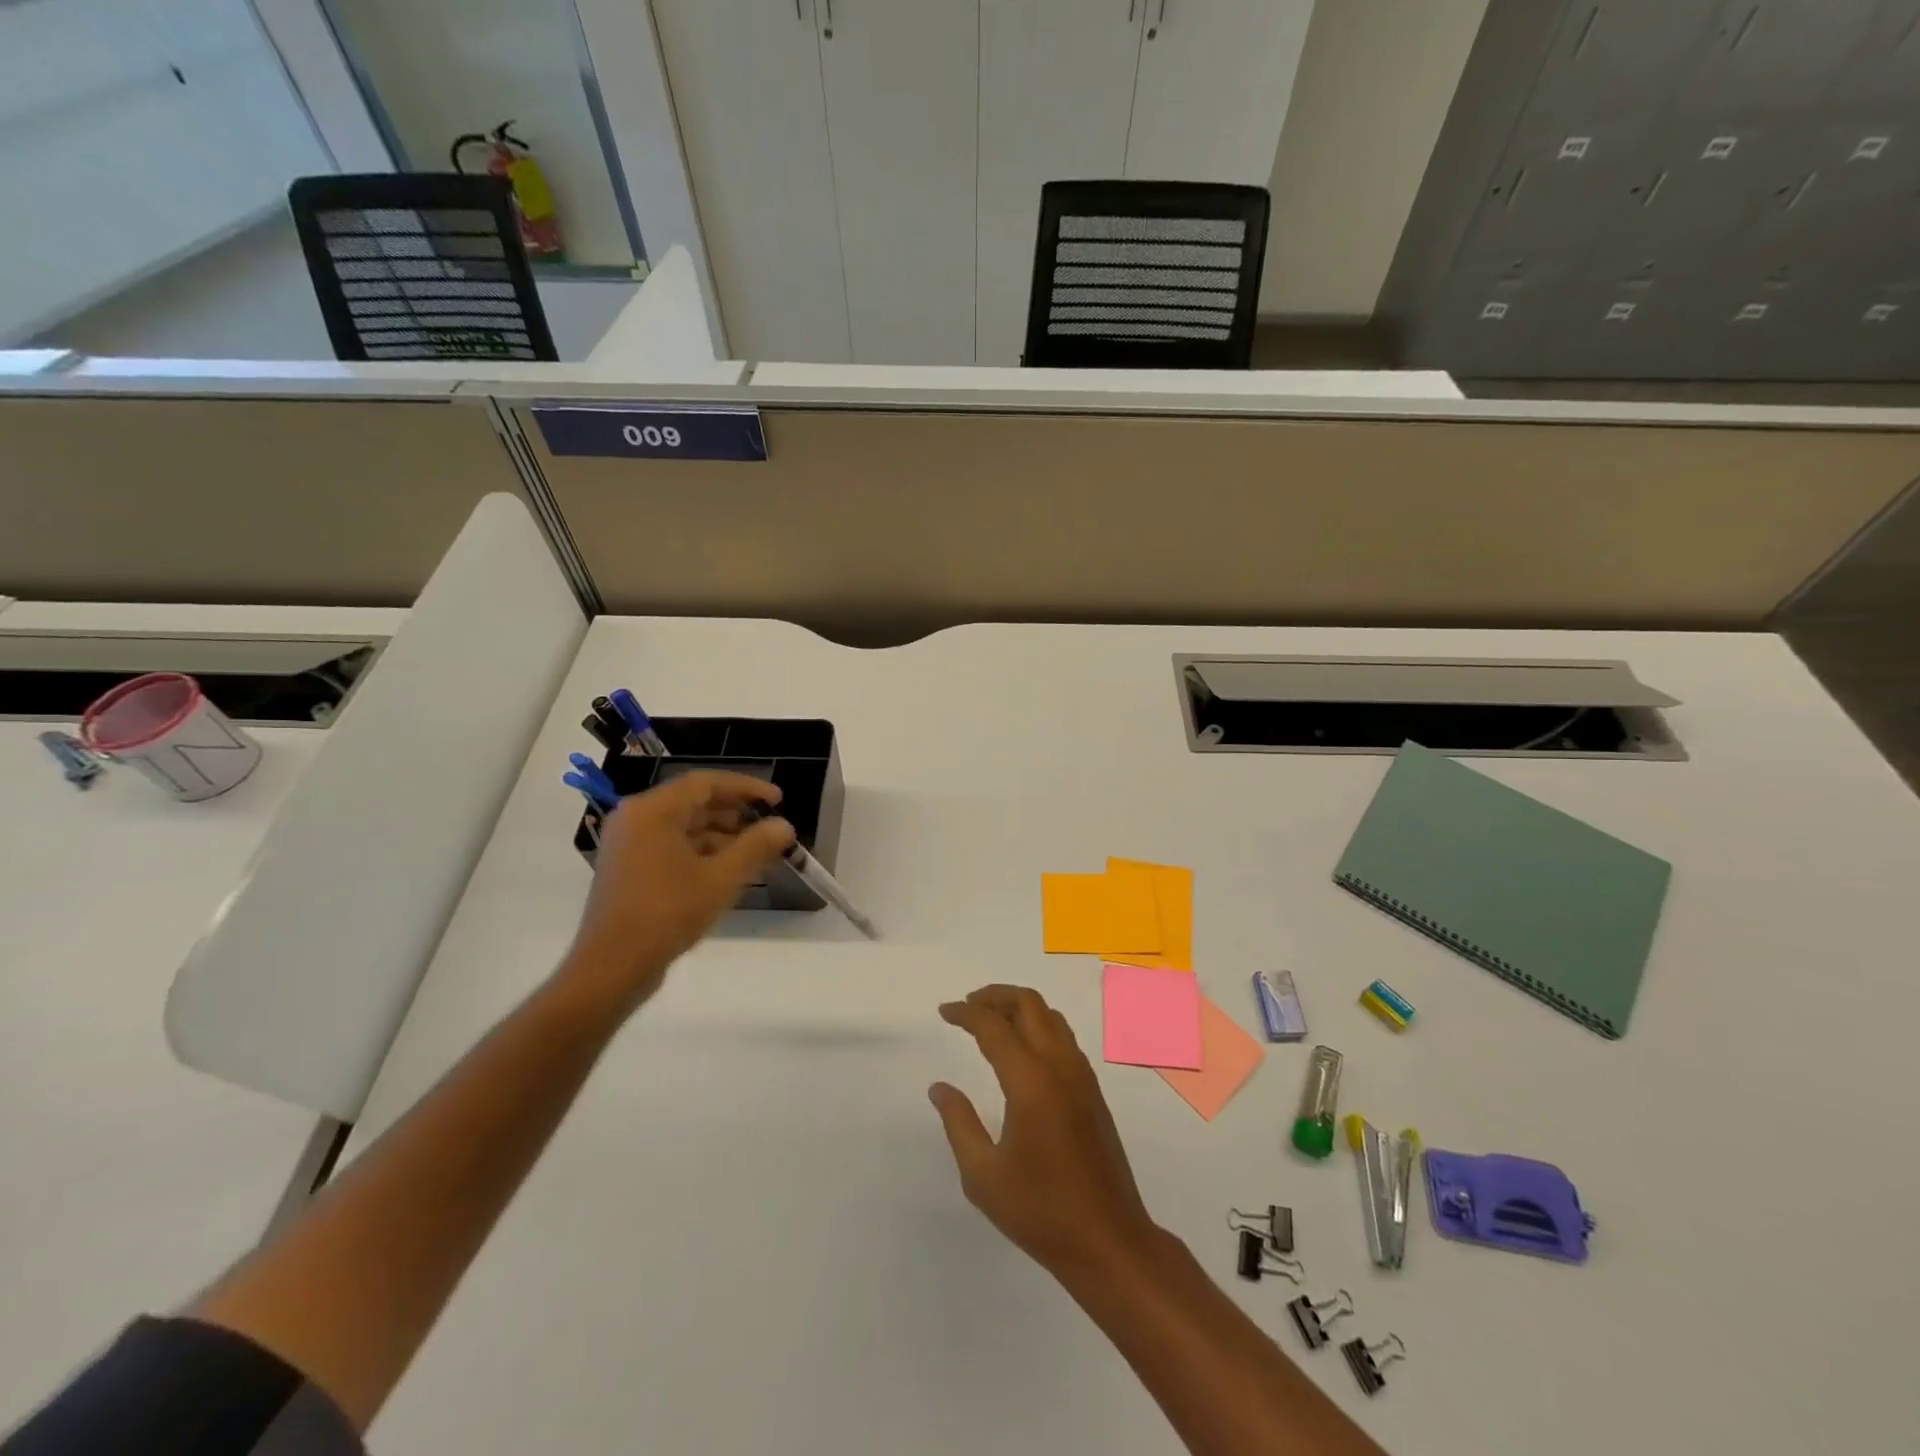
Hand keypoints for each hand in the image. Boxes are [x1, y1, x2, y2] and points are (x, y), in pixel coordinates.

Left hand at [560, 770, 793, 1014]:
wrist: (612, 967)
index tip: (778, 800)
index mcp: (653, 810)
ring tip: (757, 851)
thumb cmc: (667, 912)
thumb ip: (756, 846)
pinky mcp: (629, 869)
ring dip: (722, 834)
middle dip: (736, 813)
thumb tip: (784, 825)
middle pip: (694, 802)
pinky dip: (702, 851)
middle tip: (770, 825)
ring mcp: (628, 845)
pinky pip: (672, 846)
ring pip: (684, 826)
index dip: (746, 788)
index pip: (706, 783)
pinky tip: (729, 870)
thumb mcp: (721, 878)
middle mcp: (636, 818)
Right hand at [930, 985, 1162, 1278]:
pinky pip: (1063, 1037)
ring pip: (1050, 1016)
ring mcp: (1081, 1075)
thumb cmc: (1040, 1212)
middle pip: (1028, 1004)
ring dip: (1019, 1007)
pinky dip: (1038, 1025)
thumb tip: (940, 1088)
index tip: (944, 1012)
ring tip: (991, 1021)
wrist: (1109, 1241)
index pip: (993, 1026)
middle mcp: (1059, 1066)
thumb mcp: (983, 1176)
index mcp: (1030, 1081)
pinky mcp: (1092, 1090)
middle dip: (995, 996)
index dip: (966, 1013)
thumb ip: (959, 1123)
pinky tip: (1021, 1049)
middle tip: (967, 1007)